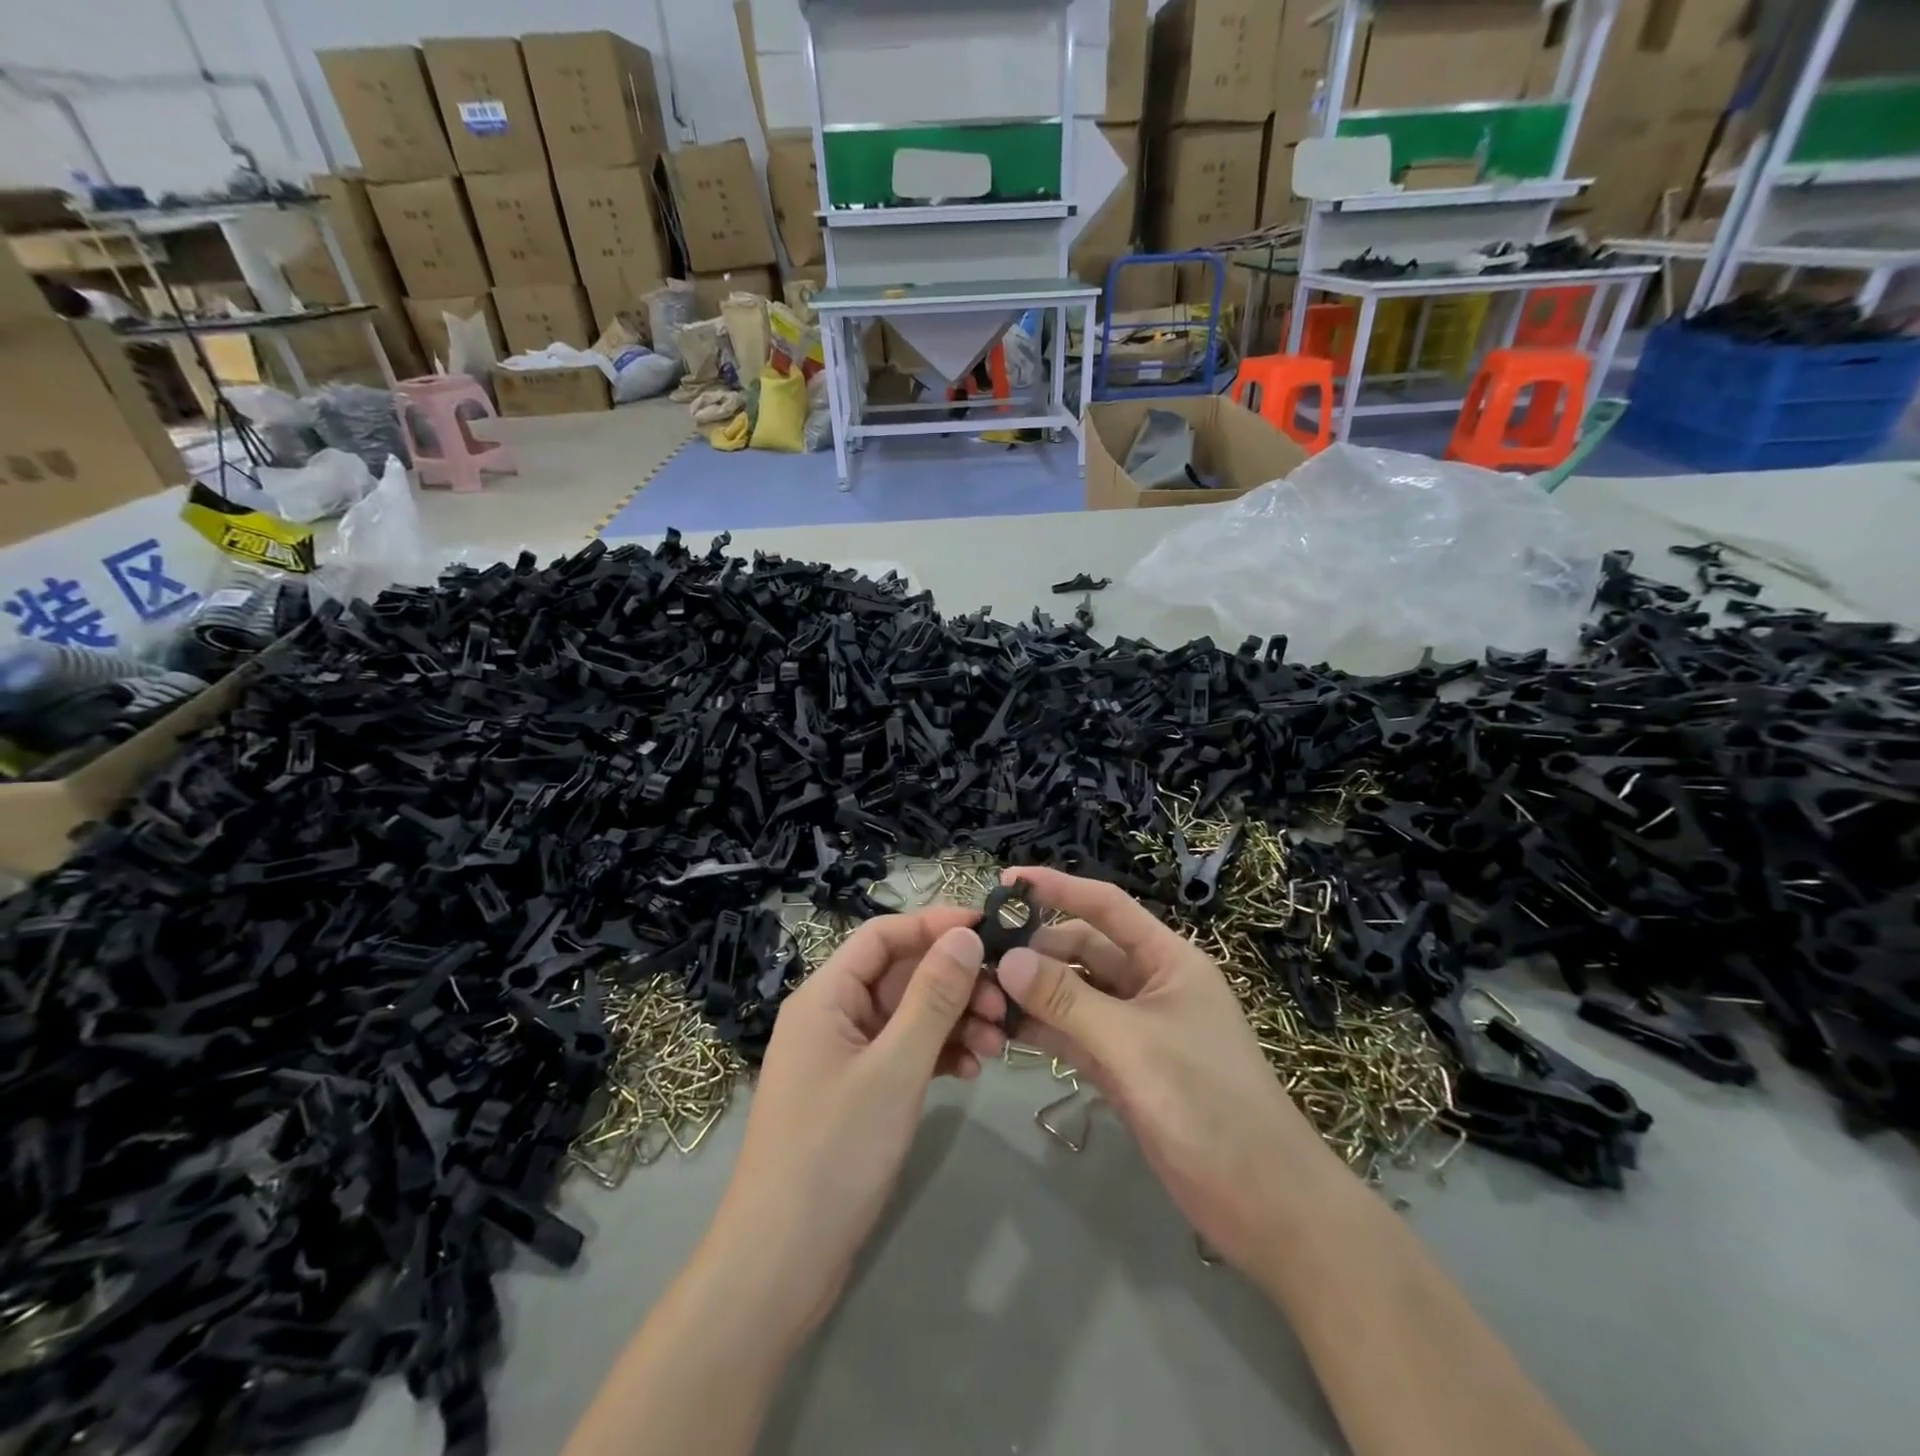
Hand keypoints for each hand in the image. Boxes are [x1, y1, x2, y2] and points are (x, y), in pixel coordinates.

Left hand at [702, 909, 1006, 1343]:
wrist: (781, 1263)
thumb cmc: (835, 1152)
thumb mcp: (895, 1068)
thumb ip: (933, 997)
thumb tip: (966, 936)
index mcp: (826, 995)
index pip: (884, 935)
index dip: (935, 924)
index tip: (990, 929)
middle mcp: (832, 1014)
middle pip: (901, 975)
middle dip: (955, 982)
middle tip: (1004, 1003)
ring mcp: (844, 1055)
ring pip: (908, 1015)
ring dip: (953, 1020)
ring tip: (996, 1045)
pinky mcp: (857, 1092)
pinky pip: (904, 1052)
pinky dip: (938, 1054)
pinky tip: (971, 1070)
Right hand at [993, 867, 1330, 1276]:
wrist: (1262, 1202)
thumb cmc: (1207, 1103)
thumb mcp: (1132, 1043)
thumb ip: (1067, 1001)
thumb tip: (1006, 959)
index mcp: (1167, 959)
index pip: (1106, 906)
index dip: (1058, 889)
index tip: (1007, 881)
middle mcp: (1149, 984)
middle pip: (1084, 950)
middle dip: (1037, 948)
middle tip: (980, 955)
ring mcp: (1135, 1028)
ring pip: (1075, 993)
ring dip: (1034, 991)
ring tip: (980, 992)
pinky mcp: (1123, 1067)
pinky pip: (1075, 1034)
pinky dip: (1044, 1029)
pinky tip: (1003, 1031)